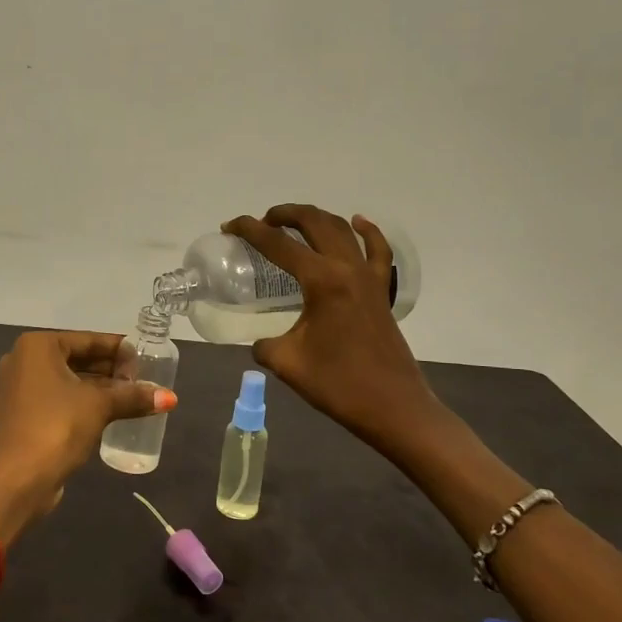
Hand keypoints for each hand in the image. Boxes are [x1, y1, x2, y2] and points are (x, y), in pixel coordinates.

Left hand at [0, 330, 176, 540]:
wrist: (17, 480)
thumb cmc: (57, 428)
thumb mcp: (99, 406)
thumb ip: (132, 396)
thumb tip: (170, 397)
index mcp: (38, 346)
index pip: (88, 340)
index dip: (119, 350)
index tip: (145, 359)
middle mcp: (25, 360)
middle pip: (78, 358)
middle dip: (111, 370)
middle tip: (141, 380)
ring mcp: (21, 388)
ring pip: (70, 380)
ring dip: (100, 388)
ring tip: (133, 396)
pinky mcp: (24, 413)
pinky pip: (60, 398)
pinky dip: (84, 402)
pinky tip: (111, 411)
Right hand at [223, 205, 437, 455]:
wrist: (393, 407)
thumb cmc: (338, 384)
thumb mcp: (286, 363)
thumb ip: (265, 344)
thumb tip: (261, 340)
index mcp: (321, 281)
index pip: (277, 244)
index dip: (249, 230)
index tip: (228, 227)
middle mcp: (347, 269)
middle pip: (314, 223)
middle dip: (285, 214)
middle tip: (261, 221)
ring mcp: (369, 278)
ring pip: (343, 230)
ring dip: (316, 218)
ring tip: (294, 221)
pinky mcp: (381, 291)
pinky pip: (378, 250)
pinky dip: (367, 232)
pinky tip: (357, 222)